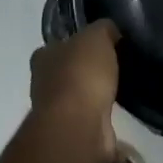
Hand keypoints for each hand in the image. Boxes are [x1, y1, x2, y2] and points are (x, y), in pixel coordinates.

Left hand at [29, 18, 120, 159]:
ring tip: (119, 88)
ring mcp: (55, 111)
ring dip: (93, 95)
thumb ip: (103, 29)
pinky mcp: (71, 132)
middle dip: (85, 70)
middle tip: (112, 65)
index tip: (99, 44)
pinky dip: (101, 116)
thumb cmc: (81, 73)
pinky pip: (90, 118)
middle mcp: (43, 83)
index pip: (57, 45)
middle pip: (66, 71)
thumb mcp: (97, 36)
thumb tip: (111, 31)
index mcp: (43, 56)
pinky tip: (118, 111)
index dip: (76, 43)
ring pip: (77, 96)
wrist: (78, 124)